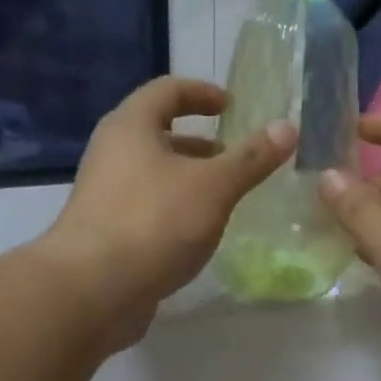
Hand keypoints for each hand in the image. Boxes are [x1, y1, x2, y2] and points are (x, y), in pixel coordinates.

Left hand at [38, 76, 294, 344]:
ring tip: (224, 200)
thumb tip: (288, 127)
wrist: (93, 289)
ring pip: (153, 176)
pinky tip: (198, 236)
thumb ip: (251, 158)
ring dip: (188, 181)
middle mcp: (111, 154)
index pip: (167, 90)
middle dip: (199, 145)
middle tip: (235, 159)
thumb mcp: (213, 187)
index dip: (202, 93)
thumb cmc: (154, 222)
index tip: (231, 106)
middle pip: (158, 135)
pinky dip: (175, 212)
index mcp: (131, 127)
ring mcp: (105, 196)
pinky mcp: (106, 234)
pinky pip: (147, 210)